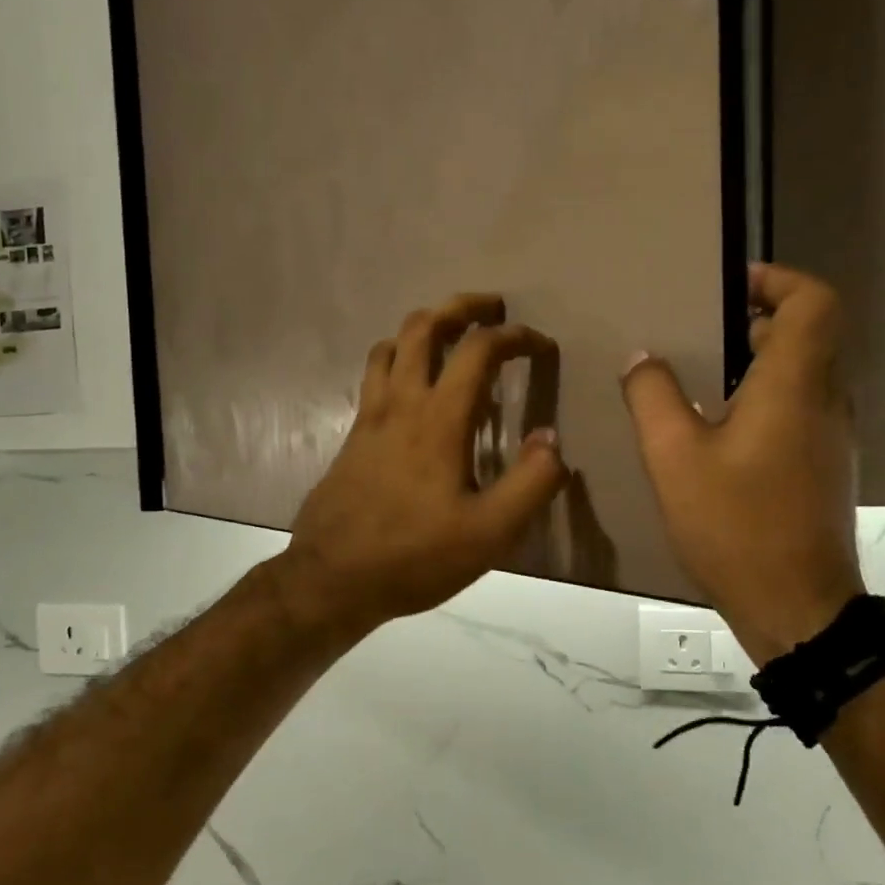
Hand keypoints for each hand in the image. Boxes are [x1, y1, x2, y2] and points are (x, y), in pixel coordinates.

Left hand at [279, 294, 568, 639]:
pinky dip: (397, 356)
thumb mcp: (489, 534)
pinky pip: (374, 373)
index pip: (478, 349)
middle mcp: (400, 402)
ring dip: (424, 326)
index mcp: (438, 419)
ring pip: (391, 343)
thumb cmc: (414, 556)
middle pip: (424, 325)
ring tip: (451, 335)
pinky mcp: (353, 434)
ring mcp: (370, 415)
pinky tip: (411, 382)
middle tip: (492, 308)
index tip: (540, 344)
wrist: (332, 578)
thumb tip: (551, 439)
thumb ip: (530, 483)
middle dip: (462, 306)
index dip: (515, 336)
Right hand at [622, 263, 864, 666]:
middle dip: (758, 319)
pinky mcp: (825, 467)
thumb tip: (643, 358)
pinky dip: (766, 396)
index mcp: (795, 385)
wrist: (797, 607)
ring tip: (702, 374)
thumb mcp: (674, 457)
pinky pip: (801, 408)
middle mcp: (826, 401)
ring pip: (806, 373)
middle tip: (701, 329)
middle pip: (811, 334)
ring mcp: (832, 437)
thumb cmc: (735, 524)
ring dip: (760, 360)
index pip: (814, 302)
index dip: (778, 281)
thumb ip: (654, 397)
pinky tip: (719, 429)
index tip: (730, 286)